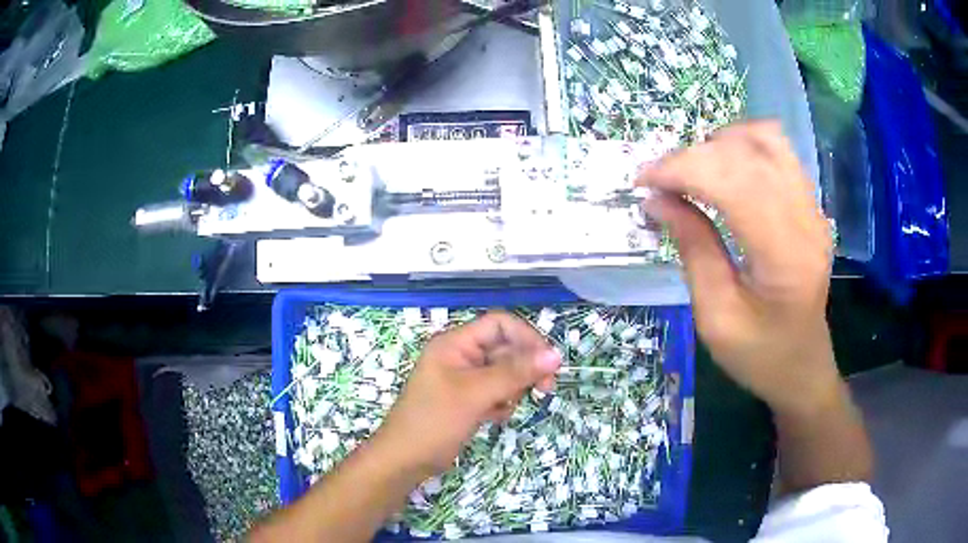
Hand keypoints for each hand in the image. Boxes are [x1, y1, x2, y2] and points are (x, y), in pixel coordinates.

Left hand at [374, 312, 560, 475]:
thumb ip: (515, 373)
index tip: (549, 363)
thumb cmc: (434, 422)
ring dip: (513, 388)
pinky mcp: (467, 399)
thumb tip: (556, 354)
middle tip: (545, 389)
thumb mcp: (475, 394)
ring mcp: (463, 379)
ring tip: (505, 407)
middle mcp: (460, 355)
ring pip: (503, 372)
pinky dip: (501, 402)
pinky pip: (495, 391)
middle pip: (505, 348)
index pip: (500, 325)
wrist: (405, 460)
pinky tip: (494, 418)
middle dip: (525, 367)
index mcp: (455, 343)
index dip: (527, 338)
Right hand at [638, 121, 838, 414]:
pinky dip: (743, 146)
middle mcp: (806, 221)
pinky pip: (778, 151)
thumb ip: (693, 249)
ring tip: (693, 171)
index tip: (643, 182)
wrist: (803, 367)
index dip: (682, 170)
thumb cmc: (759, 355)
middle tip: (660, 182)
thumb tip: (657, 200)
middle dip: (693, 156)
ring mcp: (813, 208)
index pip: (733, 183)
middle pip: (747, 154)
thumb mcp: (716, 316)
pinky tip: (724, 168)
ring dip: (720, 144)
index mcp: (784, 257)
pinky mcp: (811, 205)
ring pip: (765, 140)